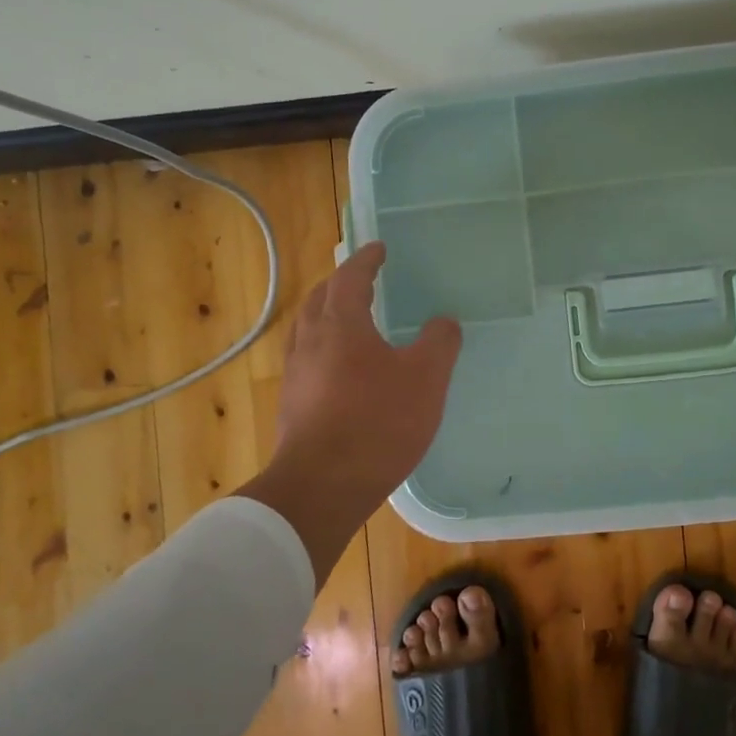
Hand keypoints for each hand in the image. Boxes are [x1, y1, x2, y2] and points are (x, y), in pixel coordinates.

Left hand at [239, 242, 461, 579]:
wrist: (322, 487)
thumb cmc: (377, 423)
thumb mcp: (425, 379)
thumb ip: (439, 343)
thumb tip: (443, 321)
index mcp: (340, 325)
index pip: (350, 277)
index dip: (366, 260)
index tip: (378, 248)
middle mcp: (310, 342)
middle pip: (320, 299)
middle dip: (340, 283)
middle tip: (361, 280)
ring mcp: (295, 375)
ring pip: (308, 330)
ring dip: (327, 315)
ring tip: (349, 320)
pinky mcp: (292, 406)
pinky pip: (307, 359)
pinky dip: (324, 347)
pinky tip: (341, 370)